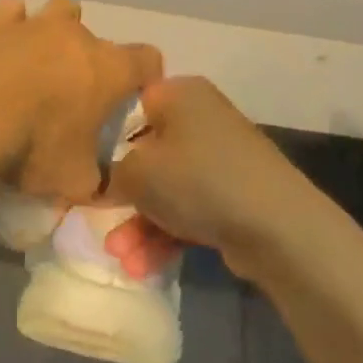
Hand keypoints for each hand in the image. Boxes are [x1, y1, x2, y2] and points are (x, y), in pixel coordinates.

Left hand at [0, 0, 162, 201]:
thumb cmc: (33, 147)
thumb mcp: (75, 181)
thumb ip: (95, 181)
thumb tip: (100, 185)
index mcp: (111, 69)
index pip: (148, 60)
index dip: (146, 77)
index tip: (131, 98)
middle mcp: (77, 36)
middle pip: (98, 36)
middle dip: (91, 61)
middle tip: (73, 93)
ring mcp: (33, 24)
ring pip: (58, 10)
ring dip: (54, 31)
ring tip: (39, 61)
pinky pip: (10, 12)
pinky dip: (9, 26)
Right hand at [105, 77, 310, 274]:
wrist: (277, 227)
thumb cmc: (198, 181)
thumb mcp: (136, 172)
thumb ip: (109, 172)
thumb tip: (103, 180)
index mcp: (180, 96)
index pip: (129, 105)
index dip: (102, 136)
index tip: (84, 167)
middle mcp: (202, 120)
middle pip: (146, 154)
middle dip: (122, 197)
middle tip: (100, 222)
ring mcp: (220, 160)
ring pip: (165, 190)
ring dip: (139, 227)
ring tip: (122, 259)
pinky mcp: (232, 196)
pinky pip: (188, 211)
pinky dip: (165, 236)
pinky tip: (143, 267)